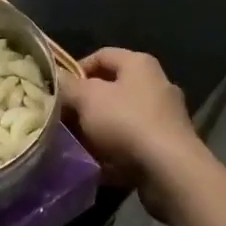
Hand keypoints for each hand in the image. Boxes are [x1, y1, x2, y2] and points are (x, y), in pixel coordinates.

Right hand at [58, 48, 201, 215]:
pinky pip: (134, 142)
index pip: (101, 55)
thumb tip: (56, 78)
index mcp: (139, 64)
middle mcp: (157, 84)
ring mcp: (166, 116)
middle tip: (64, 118)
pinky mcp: (169, 145)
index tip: (59, 90)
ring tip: (78, 143)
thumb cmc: (126, 122)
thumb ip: (68, 86)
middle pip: (112, 88)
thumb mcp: (86, 98)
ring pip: (121, 117)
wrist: (169, 170)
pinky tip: (99, 162)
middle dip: (86, 103)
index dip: (76, 70)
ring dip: (99, 129)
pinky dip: (116, 150)